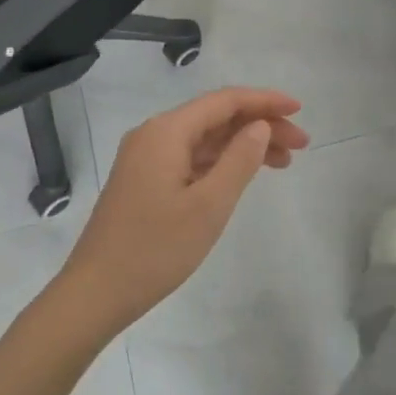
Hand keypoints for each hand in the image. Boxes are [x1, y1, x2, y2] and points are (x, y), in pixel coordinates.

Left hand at [55, 87, 308, 336]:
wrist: (95, 293)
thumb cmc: (155, 249)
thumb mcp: (209, 205)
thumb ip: (239, 160)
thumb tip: (260, 126)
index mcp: (167, 132)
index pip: (225, 101)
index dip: (265, 101)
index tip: (300, 110)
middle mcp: (154, 134)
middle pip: (216, 117)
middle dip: (261, 125)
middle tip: (301, 144)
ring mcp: (147, 158)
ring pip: (206, 138)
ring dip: (244, 144)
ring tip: (284, 162)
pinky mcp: (145, 179)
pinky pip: (192, 157)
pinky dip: (222, 162)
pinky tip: (245, 175)